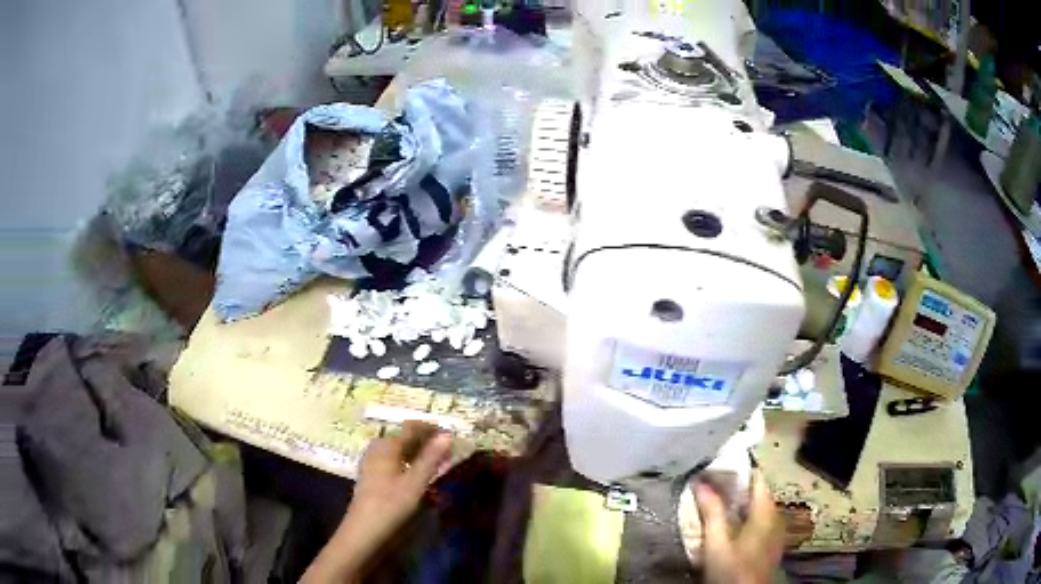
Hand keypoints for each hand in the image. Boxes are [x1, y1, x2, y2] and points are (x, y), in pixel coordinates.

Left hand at [302, 421, 453, 582]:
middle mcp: (378, 448)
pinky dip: (409, 463)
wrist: (363, 530)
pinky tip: (418, 475)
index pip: (411, 427)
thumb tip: (446, 435)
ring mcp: (373, 462)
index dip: (431, 428)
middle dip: (426, 441)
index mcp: (387, 446)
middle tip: (447, 451)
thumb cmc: (390, 505)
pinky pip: (394, 461)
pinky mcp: (372, 475)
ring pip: (399, 450)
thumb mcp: (415, 482)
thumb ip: (430, 458)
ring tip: (436, 463)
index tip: (450, 433)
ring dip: (418, 453)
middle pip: (405, 437)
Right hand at [696, 471, 783, 583]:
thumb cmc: (732, 569)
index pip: (757, 477)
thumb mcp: (717, 542)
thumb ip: (711, 511)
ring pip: (757, 508)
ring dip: (739, 503)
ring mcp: (775, 532)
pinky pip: (759, 521)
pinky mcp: (770, 545)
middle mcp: (776, 516)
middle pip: (757, 493)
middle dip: (735, 487)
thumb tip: (701, 481)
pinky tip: (728, 525)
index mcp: (766, 510)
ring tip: (715, 502)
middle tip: (710, 484)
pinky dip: (744, 517)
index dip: (738, 469)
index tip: (717, 466)